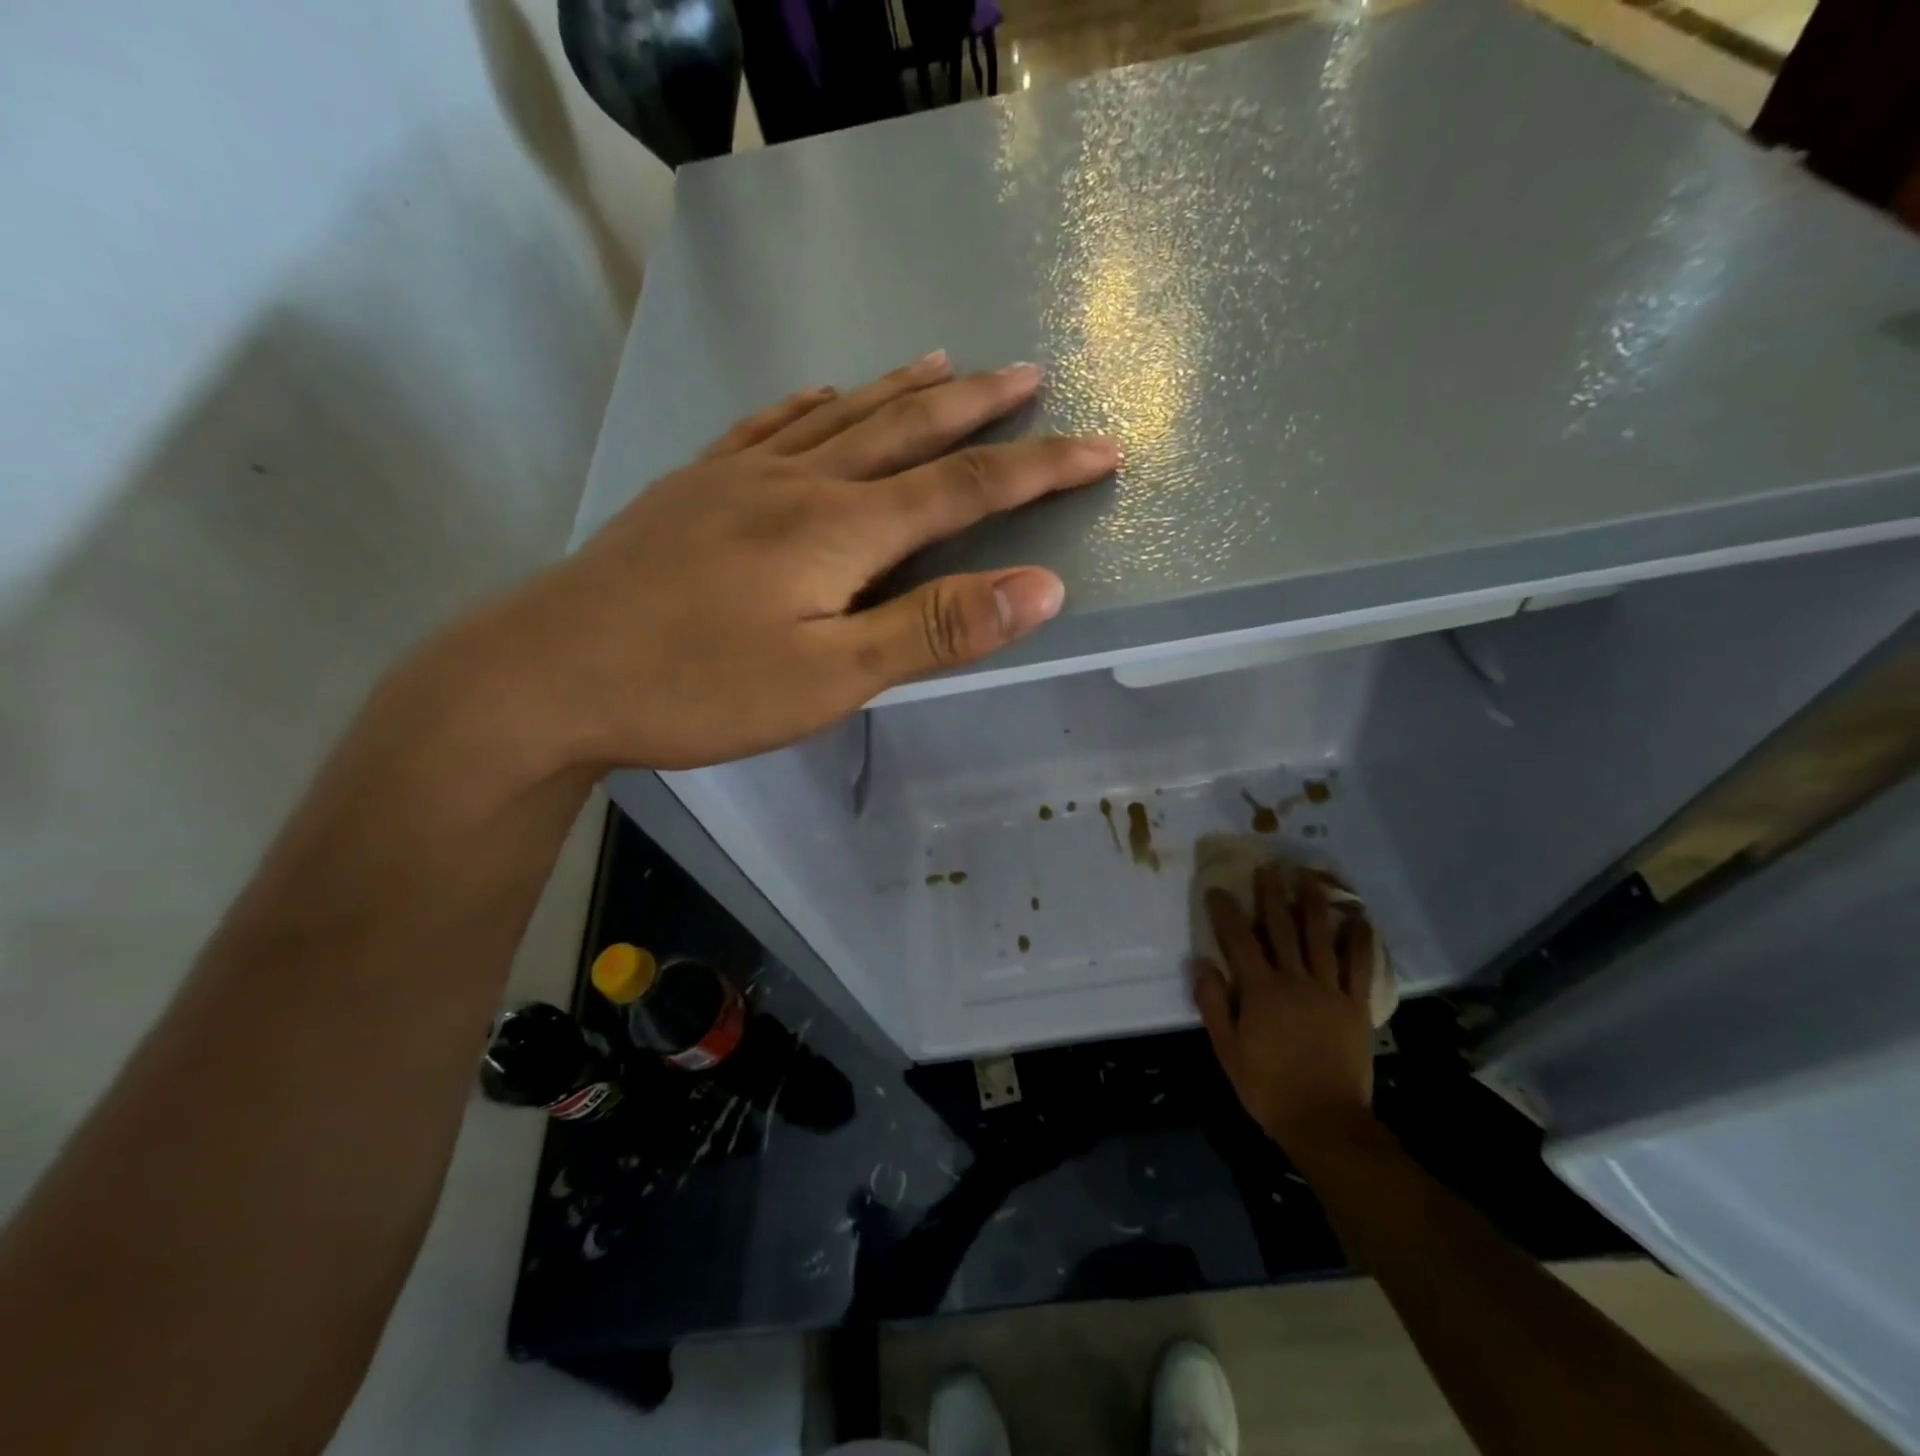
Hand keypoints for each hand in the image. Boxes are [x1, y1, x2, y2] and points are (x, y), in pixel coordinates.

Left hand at [447, 354, 1117, 770]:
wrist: (550, 671)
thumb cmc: (697, 686)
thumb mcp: (831, 677)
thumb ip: (935, 630)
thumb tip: (1040, 587)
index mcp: (841, 529)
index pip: (966, 487)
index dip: (1041, 468)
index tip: (1102, 447)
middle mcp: (799, 482)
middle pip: (908, 430)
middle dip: (981, 406)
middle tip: (1032, 373)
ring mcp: (740, 477)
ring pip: (841, 415)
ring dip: (903, 390)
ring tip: (949, 364)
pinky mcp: (695, 487)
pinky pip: (767, 427)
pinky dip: (811, 405)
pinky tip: (821, 393)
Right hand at [1192, 867, 1378, 1149]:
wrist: (1325, 1120)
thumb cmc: (1267, 1086)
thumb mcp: (1227, 1049)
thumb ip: (1213, 1004)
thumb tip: (1201, 963)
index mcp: (1260, 991)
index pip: (1238, 941)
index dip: (1226, 913)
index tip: (1217, 889)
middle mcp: (1294, 980)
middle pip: (1282, 928)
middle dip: (1272, 895)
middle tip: (1268, 867)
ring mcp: (1329, 990)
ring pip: (1320, 937)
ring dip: (1312, 903)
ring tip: (1308, 877)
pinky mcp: (1355, 1005)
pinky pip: (1359, 966)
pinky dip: (1359, 940)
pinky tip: (1357, 918)